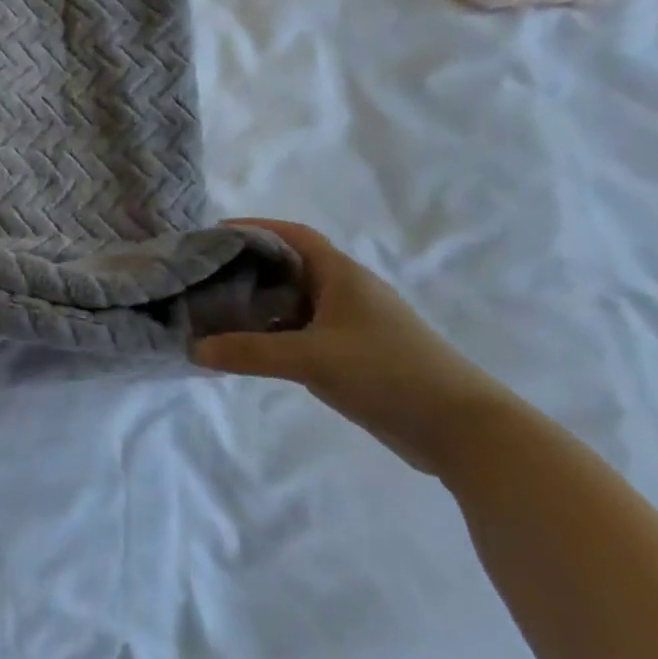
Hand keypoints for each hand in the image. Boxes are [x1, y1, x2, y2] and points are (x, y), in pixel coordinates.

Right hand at [192, 219, 516, 477]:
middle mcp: (346, 291)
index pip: (292, 235)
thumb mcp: (311, 358)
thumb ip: (250, 352)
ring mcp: (353, 324)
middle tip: (204, 275)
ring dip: (260, 303)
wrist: (464, 430)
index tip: (213, 235)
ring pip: (295, 302)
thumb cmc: (388, 373)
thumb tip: (193, 348)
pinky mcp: (355, 354)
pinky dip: (275, 333)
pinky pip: (303, 331)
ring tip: (217, 310)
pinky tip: (250, 347)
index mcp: (341, 275)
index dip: (253, 228)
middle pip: (289, 266)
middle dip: (247, 267)